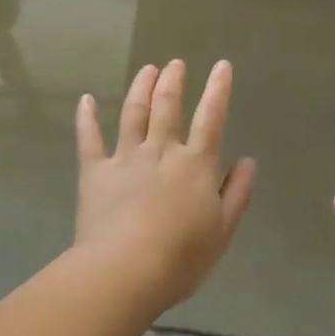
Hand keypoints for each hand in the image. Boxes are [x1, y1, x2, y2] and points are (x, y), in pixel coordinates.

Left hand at [75, 59, 255, 311]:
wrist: (125, 270)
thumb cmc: (181, 257)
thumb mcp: (223, 230)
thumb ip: (237, 193)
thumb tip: (248, 161)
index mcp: (195, 164)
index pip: (211, 119)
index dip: (218, 90)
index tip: (221, 66)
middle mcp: (161, 151)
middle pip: (167, 107)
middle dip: (173, 82)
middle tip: (175, 64)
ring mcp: (125, 158)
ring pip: (133, 114)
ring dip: (140, 88)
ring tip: (147, 70)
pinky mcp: (94, 173)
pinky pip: (89, 139)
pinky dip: (87, 118)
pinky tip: (86, 100)